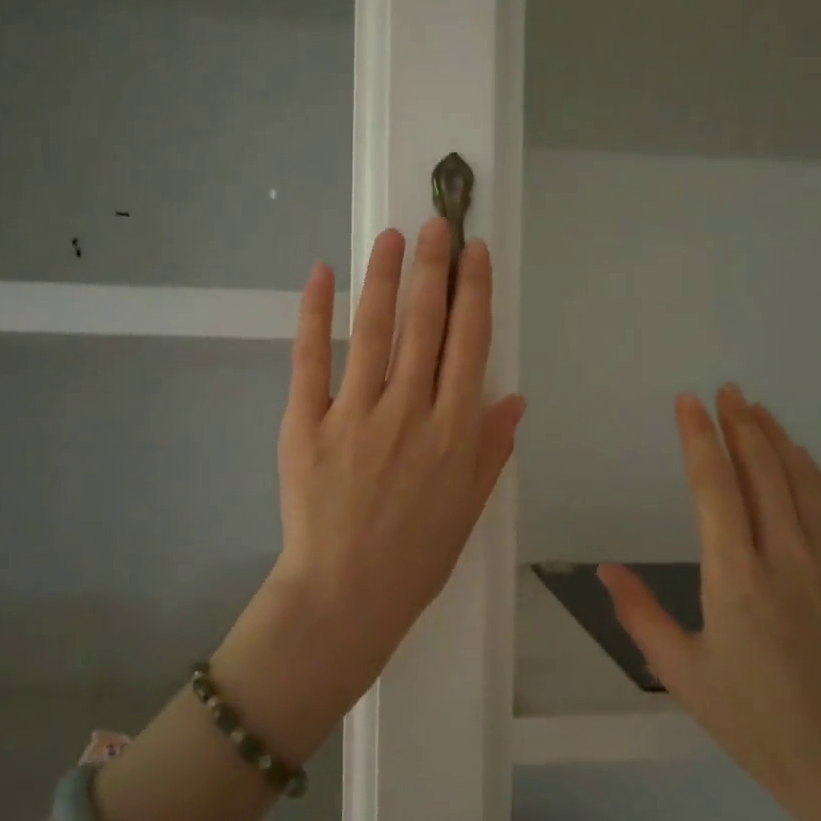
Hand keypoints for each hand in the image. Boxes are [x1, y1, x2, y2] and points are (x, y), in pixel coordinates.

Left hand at [224, 220, 524, 741]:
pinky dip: (315, 314)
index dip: (474, 293)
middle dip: (434, 267)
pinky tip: (322, 274)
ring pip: (374, 331)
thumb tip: (513, 397)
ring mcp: (356, 415)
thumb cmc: (416, 558)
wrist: (345, 597)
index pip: (470, 345)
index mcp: (456, 432)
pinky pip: (311, 360)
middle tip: (437, 223)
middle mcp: (411, 412)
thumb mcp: (470, 508)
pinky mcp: (306, 424)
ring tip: (393, 236)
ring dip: (385, 277)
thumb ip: (491, 449)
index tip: (476, 254)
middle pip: (426, 325)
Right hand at [599, 386, 820, 820]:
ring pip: (802, 482)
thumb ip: (640, 615)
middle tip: (726, 390)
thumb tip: (605, 570)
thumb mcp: (683, 674)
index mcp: (735, 577)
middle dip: (740, 424)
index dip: (699, 438)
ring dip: (777, 440)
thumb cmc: (758, 723)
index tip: (688, 402)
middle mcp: (784, 556)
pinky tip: (803, 460)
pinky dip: (814, 475)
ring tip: (757, 410)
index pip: (714, 486)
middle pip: (762, 471)